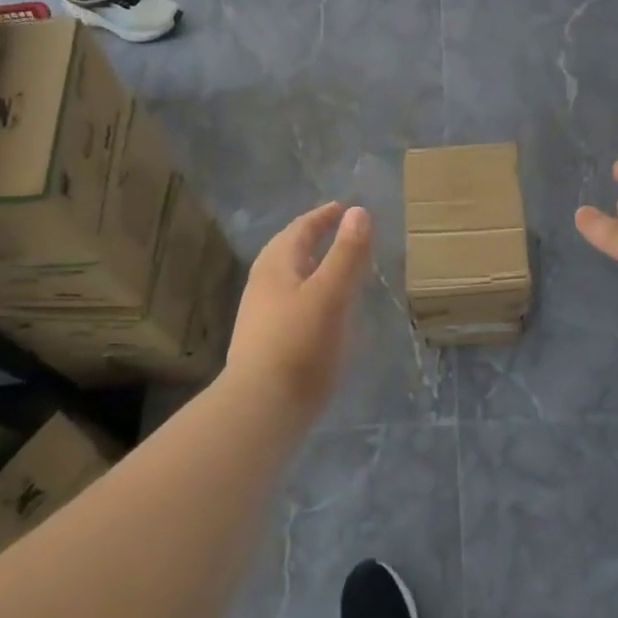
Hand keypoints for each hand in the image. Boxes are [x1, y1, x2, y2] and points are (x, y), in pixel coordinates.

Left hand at [227, 202, 371, 411]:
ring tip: (334, 269)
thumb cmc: (300, 345)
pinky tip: (322, 312)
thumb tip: (358, 211)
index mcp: (276, 266)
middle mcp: (262, 285)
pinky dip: (309, 293)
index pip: (300, 229)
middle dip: (313, 238)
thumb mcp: (332, 294)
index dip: (323, 216)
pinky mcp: (264, 343)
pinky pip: (289, 302)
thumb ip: (347, 253)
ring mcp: (259, 316)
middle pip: (288, 251)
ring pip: (287, 278)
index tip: (344, 208)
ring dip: (310, 266)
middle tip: (339, 232)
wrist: (261, 409)